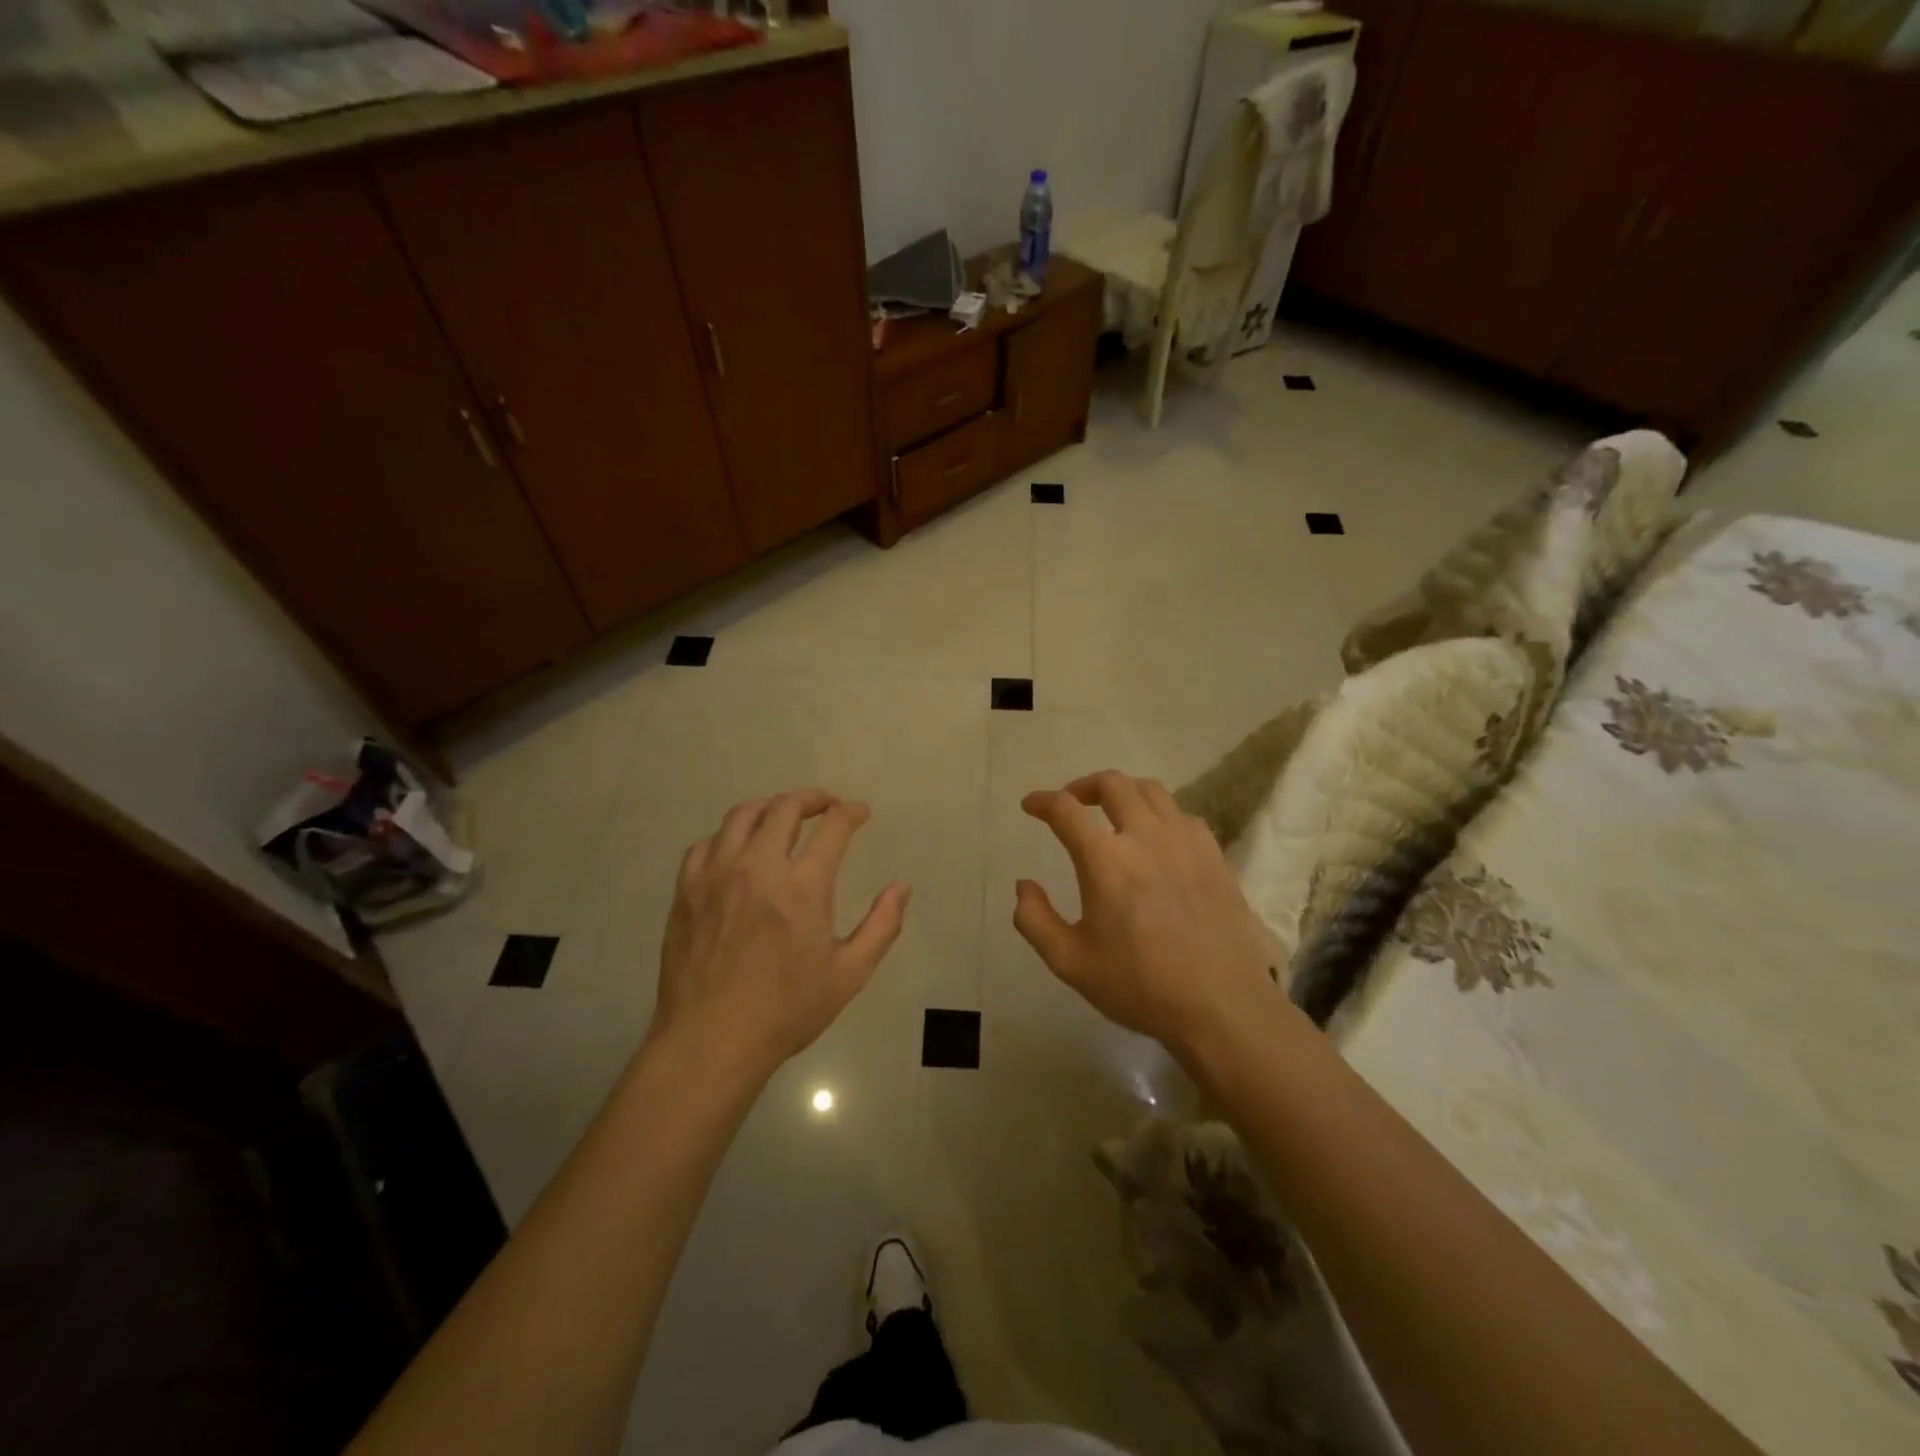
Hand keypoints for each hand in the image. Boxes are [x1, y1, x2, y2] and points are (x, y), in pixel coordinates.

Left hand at [653, 791, 909, 1076]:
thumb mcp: (850, 974)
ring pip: (742, 816)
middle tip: (826, 806)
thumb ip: (882, 925)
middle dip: (812, 799)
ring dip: (770, 807)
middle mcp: (759, 867)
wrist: (711, 1041)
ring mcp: (716, 875)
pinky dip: (728, 835)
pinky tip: (738, 848)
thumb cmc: (787, 1010)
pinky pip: (706, 843)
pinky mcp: (687, 890)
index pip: (833, 826)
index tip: (859, 813)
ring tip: (783, 815)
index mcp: (803, 886)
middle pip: (786, 808)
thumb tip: (902, 887)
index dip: (850, 812)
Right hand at [1013, 771, 1279, 1060]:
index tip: (1031, 805)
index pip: (1066, 809)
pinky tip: (1157, 838)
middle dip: (1084, 786)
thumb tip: (1023, 886)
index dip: (1042, 801)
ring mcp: (1185, 841)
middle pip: (1112, 784)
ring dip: (1124, 792)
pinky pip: (1182, 815)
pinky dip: (1160, 814)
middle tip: (1072, 802)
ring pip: (1151, 791)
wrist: (1220, 1005)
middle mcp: (1144, 836)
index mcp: (1104, 859)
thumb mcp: (1069, 962)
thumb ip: (1035, 920)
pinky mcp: (1213, 855)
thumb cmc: (1139, 985)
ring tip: (1113, 812)